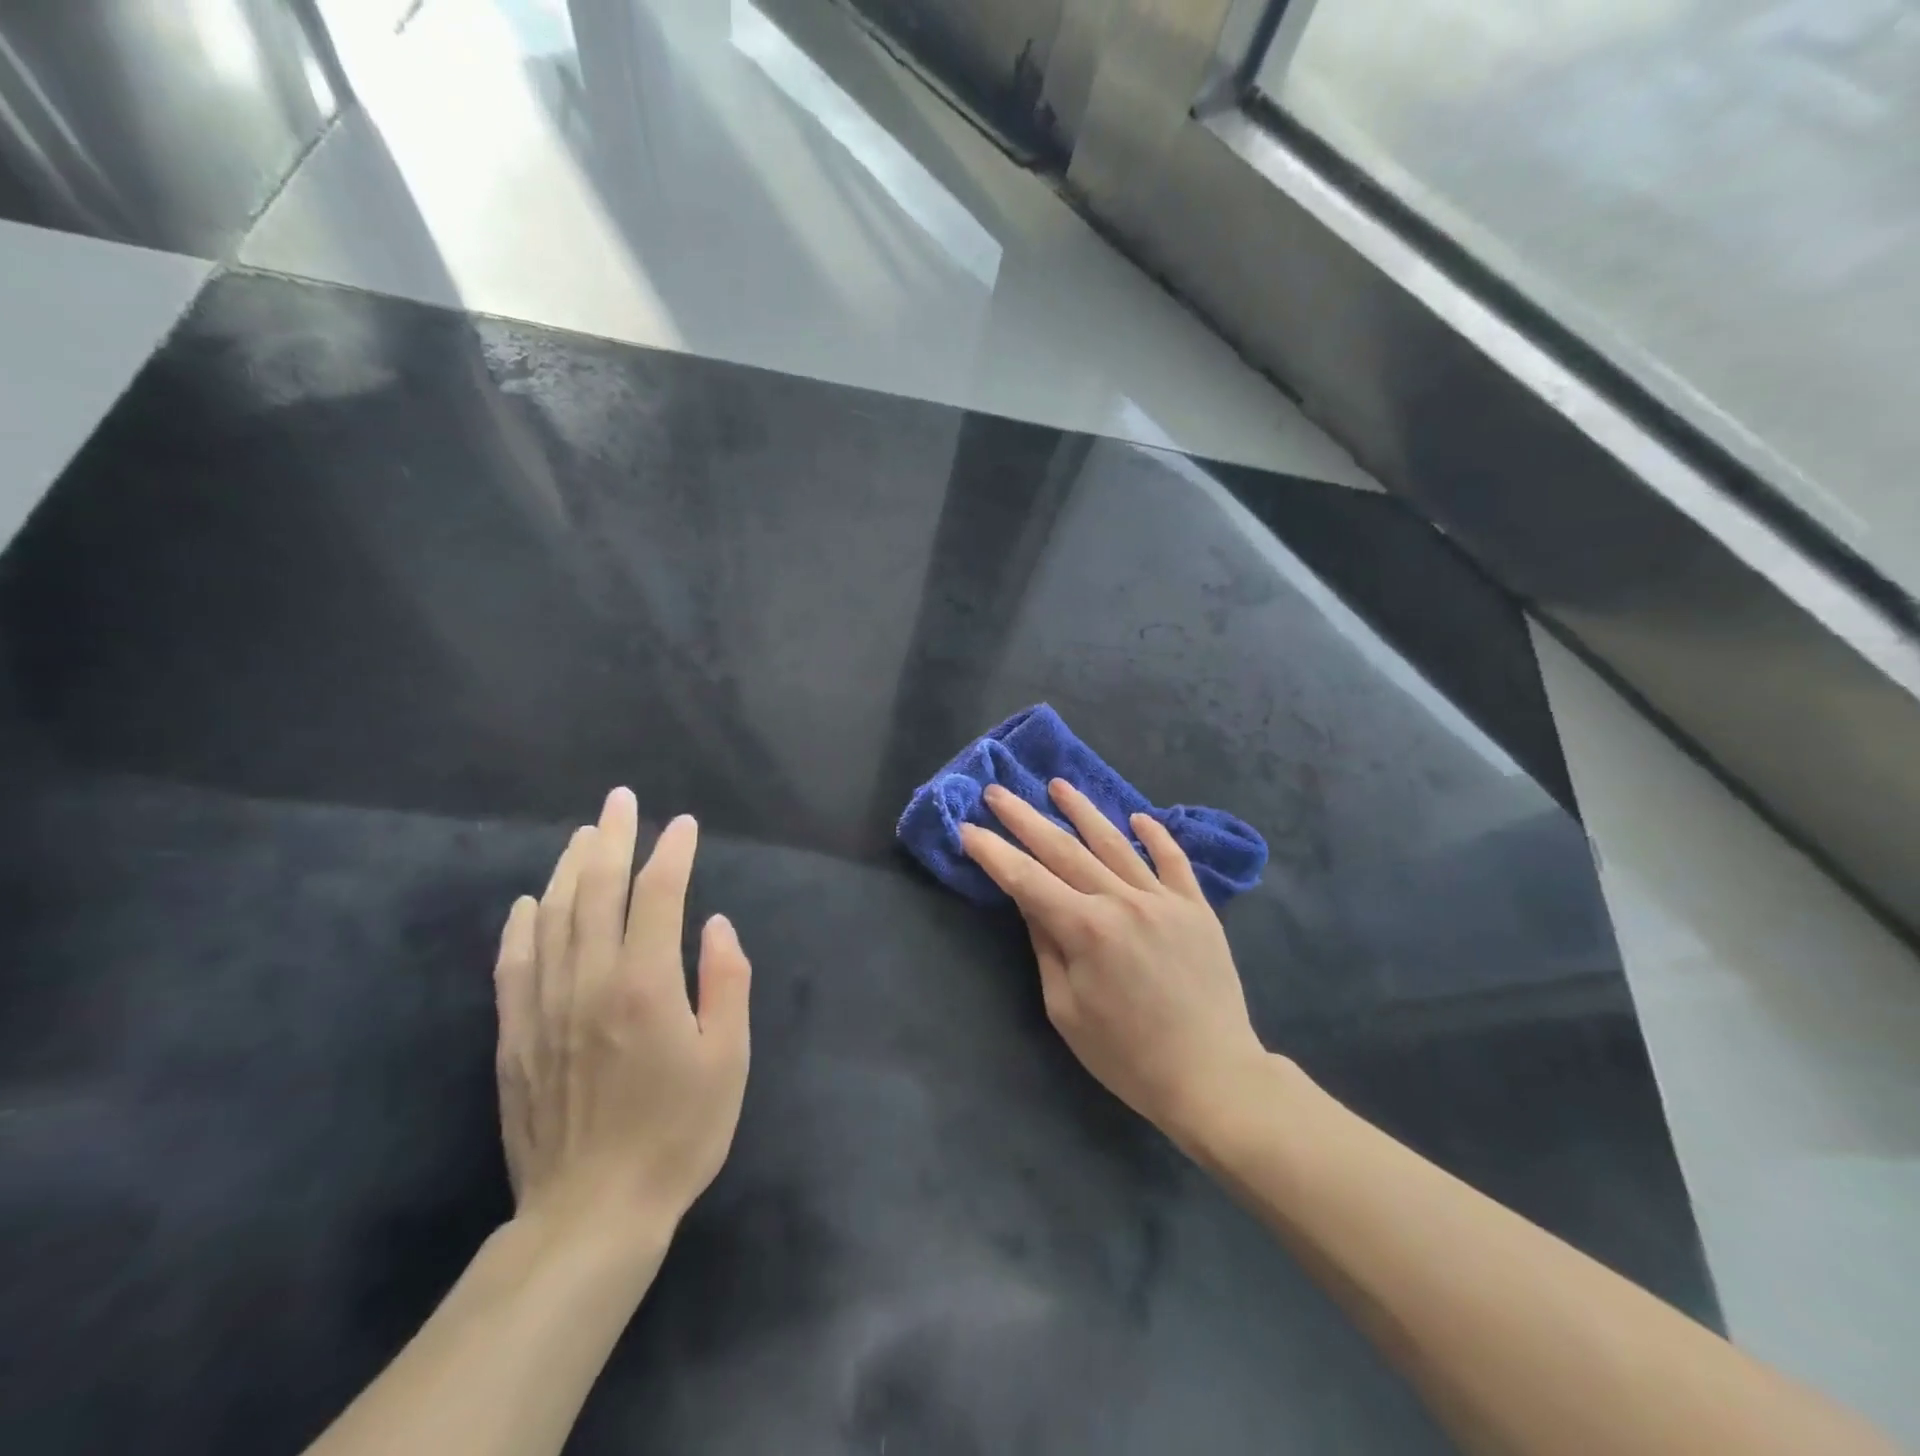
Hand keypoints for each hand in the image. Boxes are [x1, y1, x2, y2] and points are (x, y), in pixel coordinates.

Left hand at [493, 788, 750, 1258]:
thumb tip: (716, 924)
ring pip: (552, 918)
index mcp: (646, 985)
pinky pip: (512, 965)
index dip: (673, 853)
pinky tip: (530, 902)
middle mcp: (589, 983)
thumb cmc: (678, 1134)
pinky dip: (521, 925)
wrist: (591, 1214)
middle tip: (621, 800)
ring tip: (584, 834)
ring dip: (569, 869)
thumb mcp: (729, 1060)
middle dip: (612, 838)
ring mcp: (544, 1008)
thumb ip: (727, 982)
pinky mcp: (515, 1037)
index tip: (685, 825)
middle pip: (597, 891)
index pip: (659, 896)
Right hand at [960, 780, 1268, 1148]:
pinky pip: (1173, 861)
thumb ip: (1046, 946)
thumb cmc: (1126, 1055)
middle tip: (998, 791)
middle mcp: (1122, 900)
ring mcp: (1163, 899)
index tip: (967, 828)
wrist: (1211, 1075)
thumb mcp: (1066, 1009)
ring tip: (1058, 784)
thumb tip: (1030, 899)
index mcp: (1085, 928)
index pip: (1026, 879)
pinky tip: (1138, 817)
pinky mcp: (1197, 907)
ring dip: (1083, 811)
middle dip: (1025, 818)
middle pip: (1063, 849)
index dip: (993, 852)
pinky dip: (1156, 835)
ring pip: (1115, 842)